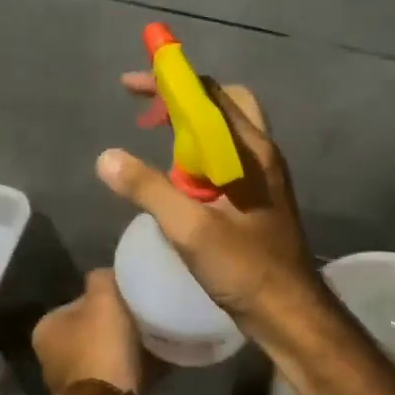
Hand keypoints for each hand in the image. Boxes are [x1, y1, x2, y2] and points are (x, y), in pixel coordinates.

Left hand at [31, 269, 146, 394]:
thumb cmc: (99, 347)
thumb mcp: (103, 299)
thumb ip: (101, 279)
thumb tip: (105, 275)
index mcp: (46, 328)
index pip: (78, 303)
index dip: (104, 298)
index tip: (128, 299)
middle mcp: (50, 356)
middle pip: (91, 329)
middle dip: (115, 325)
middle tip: (142, 319)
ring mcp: (70, 382)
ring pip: (104, 354)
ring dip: (123, 349)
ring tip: (151, 342)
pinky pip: (115, 376)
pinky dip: (130, 370)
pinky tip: (152, 364)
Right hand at [97, 76, 322, 335]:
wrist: (289, 312)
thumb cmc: (245, 268)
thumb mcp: (190, 229)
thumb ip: (148, 189)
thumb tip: (106, 157)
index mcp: (248, 150)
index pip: (208, 94)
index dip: (169, 81)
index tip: (130, 84)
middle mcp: (259, 152)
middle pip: (222, 102)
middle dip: (182, 97)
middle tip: (146, 111)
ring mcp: (262, 174)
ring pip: (224, 130)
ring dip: (189, 125)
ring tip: (153, 138)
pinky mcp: (257, 196)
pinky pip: (224, 157)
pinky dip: (197, 152)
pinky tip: (175, 178)